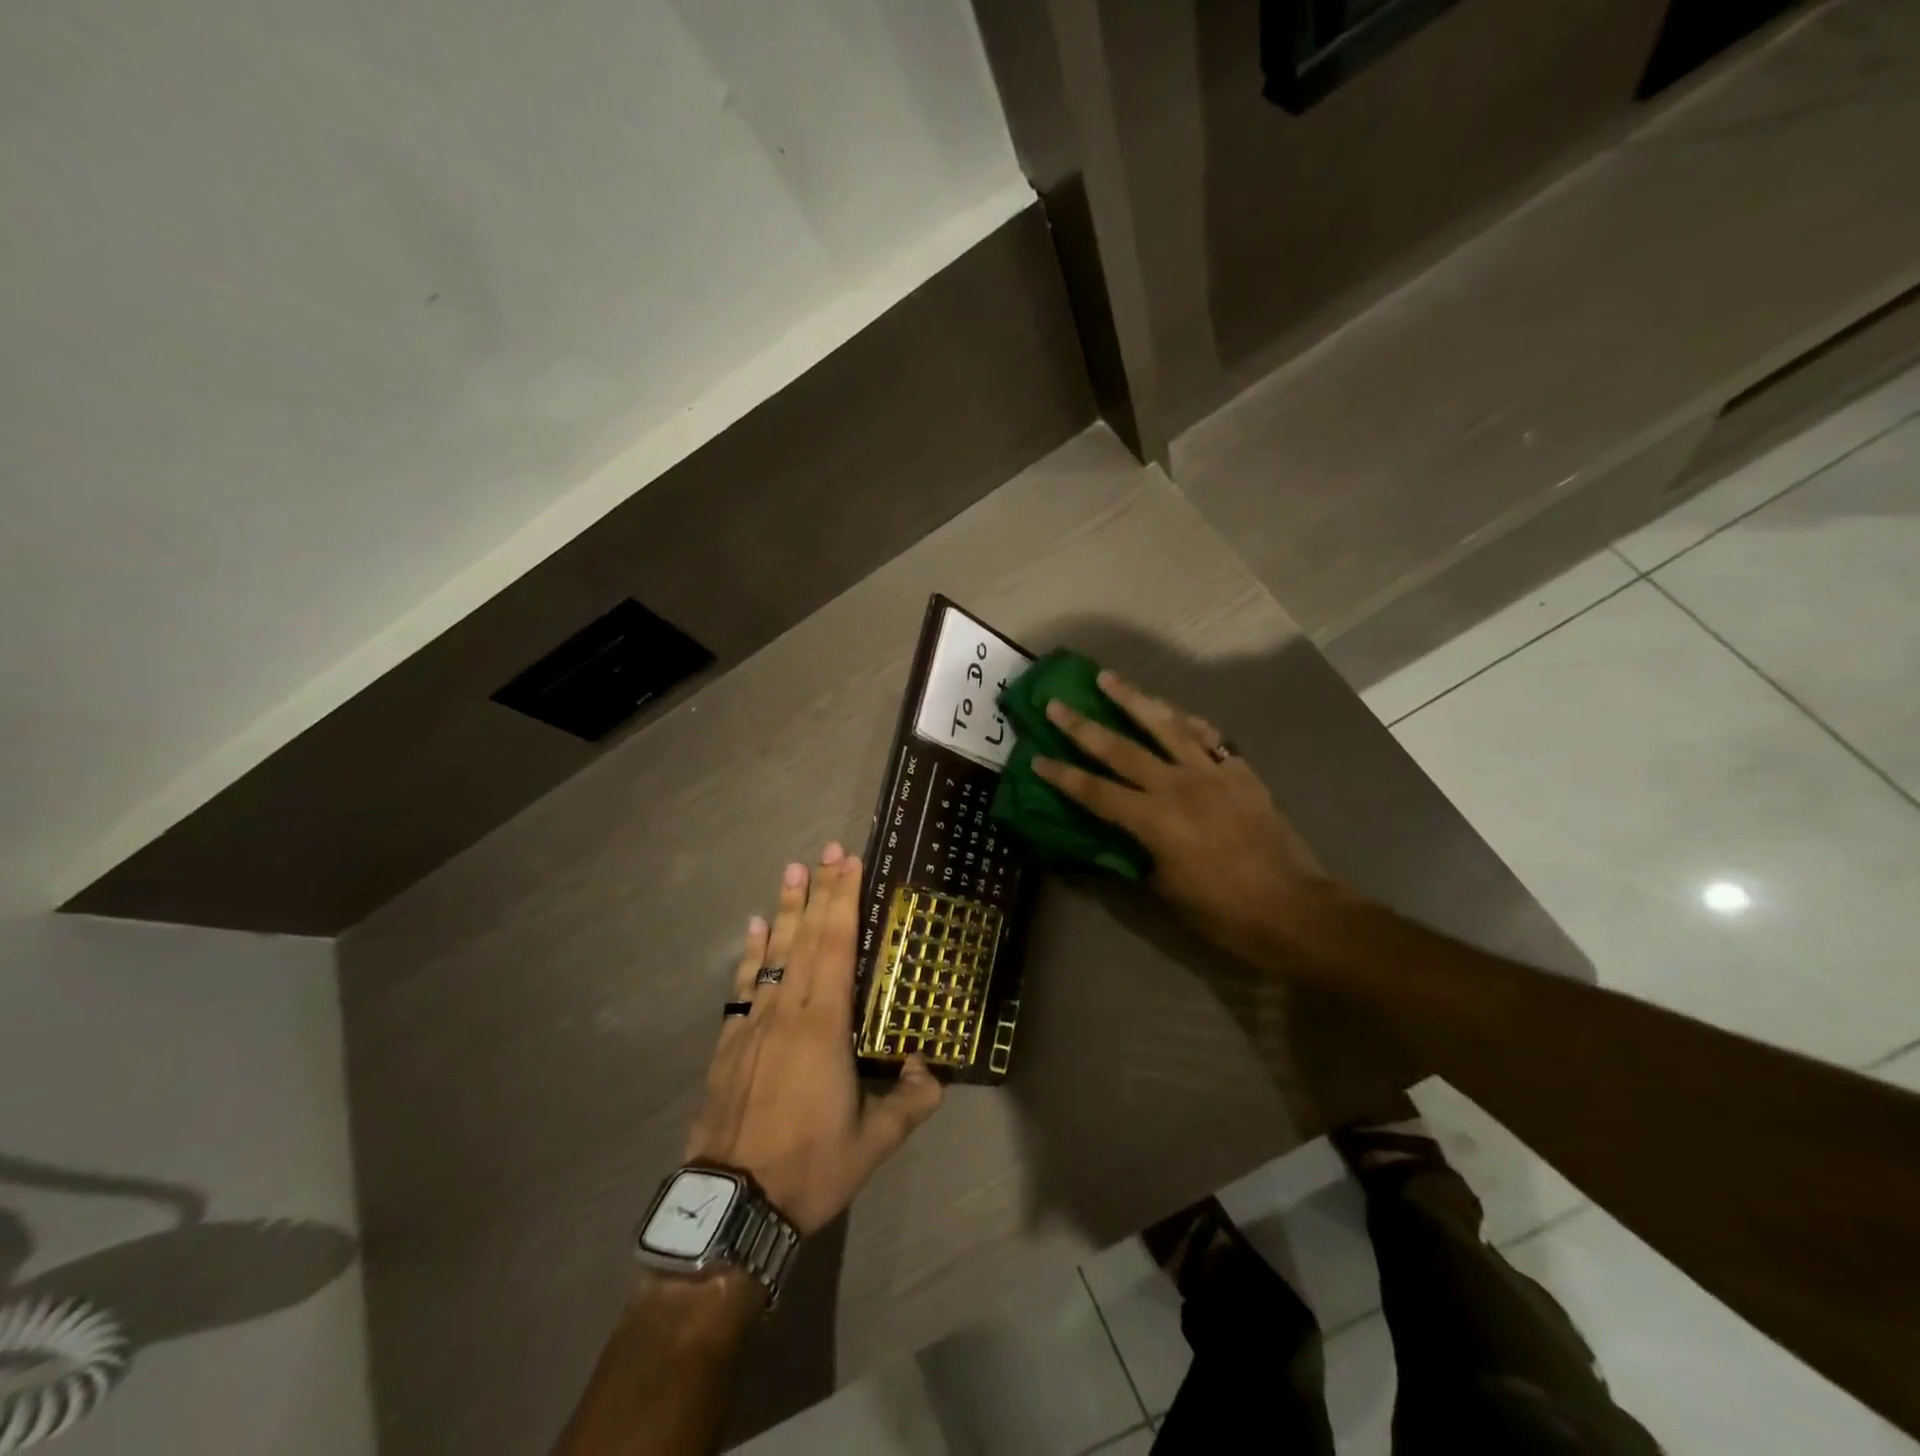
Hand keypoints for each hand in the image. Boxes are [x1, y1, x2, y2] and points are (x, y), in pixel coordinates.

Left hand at [685, 844, 943, 1234]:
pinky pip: (744, 984)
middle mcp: (787, 1010)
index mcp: (823, 1026)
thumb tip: (934, 1069)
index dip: (842, 901)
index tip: (847, 863)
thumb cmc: (808, 1168)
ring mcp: (753, 1022)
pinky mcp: (729, 1041)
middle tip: (826, 849)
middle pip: (806, 937)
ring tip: (791, 869)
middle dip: (819, 890)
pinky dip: (751, 952)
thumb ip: (909, 1103)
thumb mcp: (871, 1144)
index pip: (836, 947)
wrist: (731, 1206)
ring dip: (785, 909)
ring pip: (773, 952)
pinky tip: (755, 928)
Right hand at [1032, 670, 1331, 967]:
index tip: (1036, 758)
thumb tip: (1123, 838)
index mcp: (1153, 820)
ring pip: (1165, 725)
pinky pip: (1207, 737)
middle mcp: (1177, 786)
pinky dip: (1185, 721)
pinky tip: (1172, 710)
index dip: (1063, 775)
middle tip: (1057, 703)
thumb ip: (1139, 854)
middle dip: (1082, 726)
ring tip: (1108, 678)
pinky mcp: (1240, 772)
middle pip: (1121, 748)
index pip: (1095, 792)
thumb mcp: (1166, 890)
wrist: (1292, 908)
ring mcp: (1212, 773)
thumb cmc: (1222, 911)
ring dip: (1133, 699)